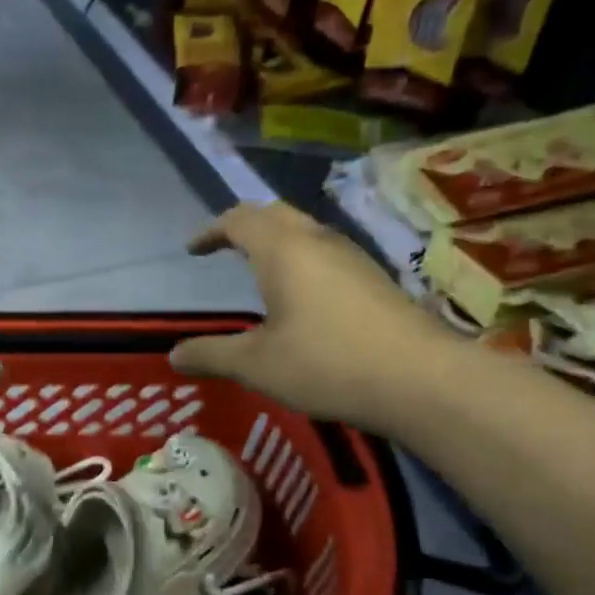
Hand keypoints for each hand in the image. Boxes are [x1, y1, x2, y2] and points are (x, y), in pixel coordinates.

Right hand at [169, 202, 453, 433]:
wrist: (420, 380)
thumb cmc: (326, 363)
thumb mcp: (256, 365)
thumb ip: (211, 355)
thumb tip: (174, 355)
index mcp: (283, 250)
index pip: (239, 219)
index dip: (211, 231)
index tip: (193, 250)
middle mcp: (318, 241)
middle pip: (275, 214)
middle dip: (245, 226)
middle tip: (225, 249)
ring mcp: (353, 257)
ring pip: (306, 231)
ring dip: (277, 241)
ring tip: (259, 271)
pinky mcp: (375, 279)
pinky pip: (327, 253)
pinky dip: (302, 260)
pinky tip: (303, 297)